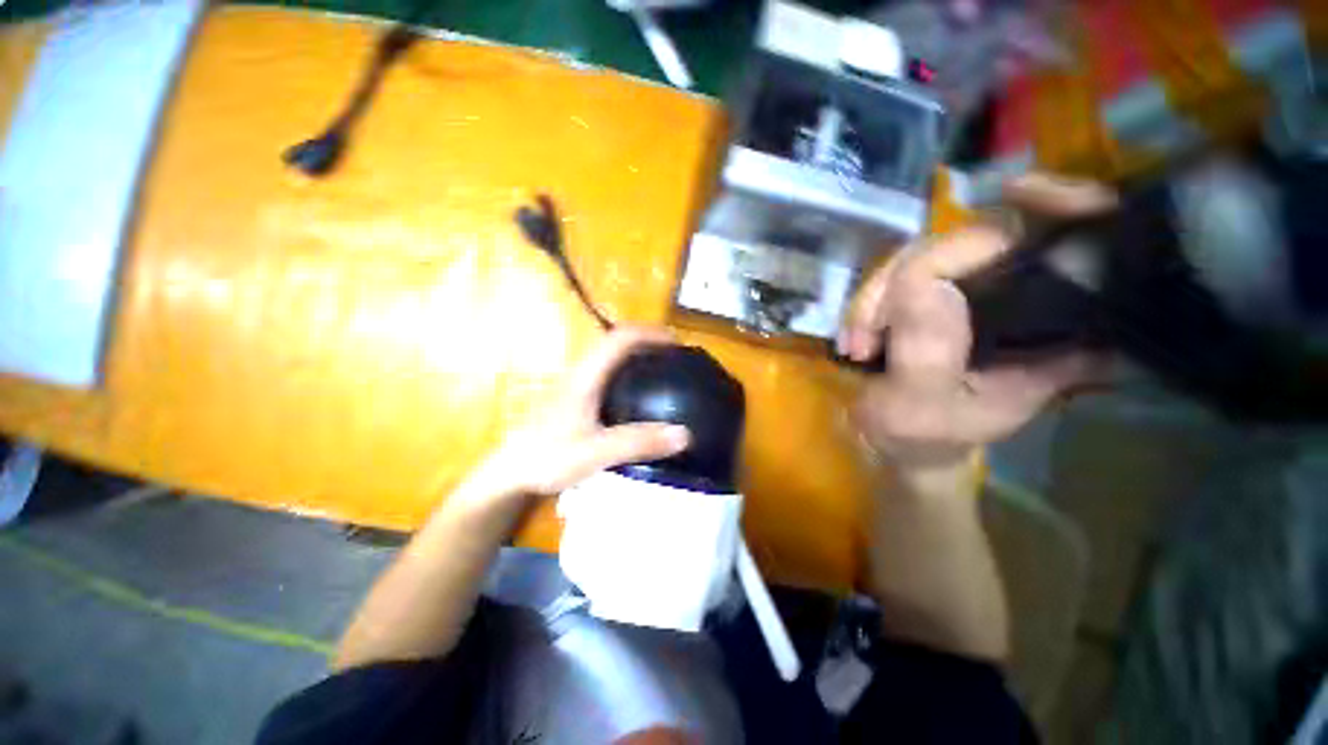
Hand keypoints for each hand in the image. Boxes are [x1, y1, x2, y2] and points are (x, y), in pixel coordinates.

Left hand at [474, 327, 690, 501]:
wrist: (511, 472)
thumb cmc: (549, 458)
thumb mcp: (596, 453)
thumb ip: (638, 443)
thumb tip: (684, 434)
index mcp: (586, 376)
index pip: (620, 339)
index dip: (649, 334)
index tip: (676, 343)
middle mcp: (581, 371)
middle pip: (615, 341)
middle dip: (646, 340)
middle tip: (673, 356)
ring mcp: (576, 382)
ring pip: (609, 355)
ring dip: (636, 353)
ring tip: (660, 368)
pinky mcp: (575, 395)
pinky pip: (606, 370)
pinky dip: (627, 369)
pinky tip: (637, 391)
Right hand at [839, 174, 1114, 473]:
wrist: (906, 444)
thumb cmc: (921, 437)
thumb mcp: (918, 407)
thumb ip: (926, 352)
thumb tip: (923, 281)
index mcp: (1046, 337)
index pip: (1068, 251)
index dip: (1060, 207)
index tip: (1013, 190)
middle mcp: (1021, 308)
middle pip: (977, 243)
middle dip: (902, 278)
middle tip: (865, 332)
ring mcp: (975, 301)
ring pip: (927, 259)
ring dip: (875, 297)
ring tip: (855, 342)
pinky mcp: (941, 302)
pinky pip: (905, 277)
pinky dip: (872, 301)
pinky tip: (856, 334)